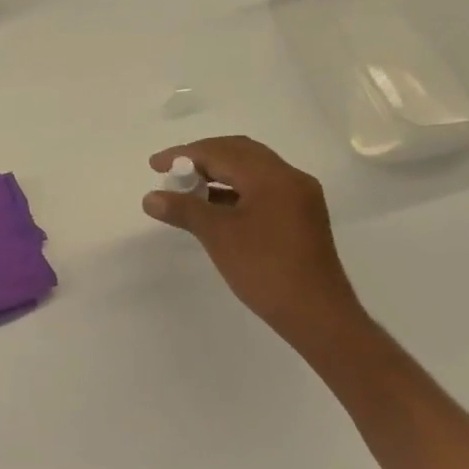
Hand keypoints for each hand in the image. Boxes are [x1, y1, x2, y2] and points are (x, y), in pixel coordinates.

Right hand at [144, 137, 370, 355]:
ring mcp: (299, 197)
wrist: (318, 316)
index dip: (183, 155)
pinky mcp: (301, 216)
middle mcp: (289, 177)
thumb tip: (150, 198)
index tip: (154, 165)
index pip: (220, 152)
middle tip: (172, 171)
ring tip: (188, 188)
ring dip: (218, 173)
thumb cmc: (265, 270)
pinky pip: (262, 188)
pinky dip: (235, 190)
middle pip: (239, 152)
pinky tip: (214, 206)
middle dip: (202, 158)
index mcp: (272, 176)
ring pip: (252, 170)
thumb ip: (183, 210)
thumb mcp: (218, 236)